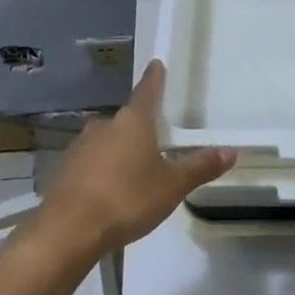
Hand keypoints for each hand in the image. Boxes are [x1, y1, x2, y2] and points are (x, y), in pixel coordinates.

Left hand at [41, 61, 233, 256]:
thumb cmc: (127, 198)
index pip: (148, 91)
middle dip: (139, 127)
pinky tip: (107, 191)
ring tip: (132, 171)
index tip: (156, 64)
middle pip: (126, 120)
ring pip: (105, 141)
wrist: (68, 230)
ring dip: (118, 150)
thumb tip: (231, 151)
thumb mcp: (172, 186)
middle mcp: (105, 125)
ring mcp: (80, 147)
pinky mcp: (64, 170)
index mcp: (133, 121)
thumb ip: (200, 167)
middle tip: (154, 140)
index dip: (155, 78)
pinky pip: (89, 163)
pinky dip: (100, 171)